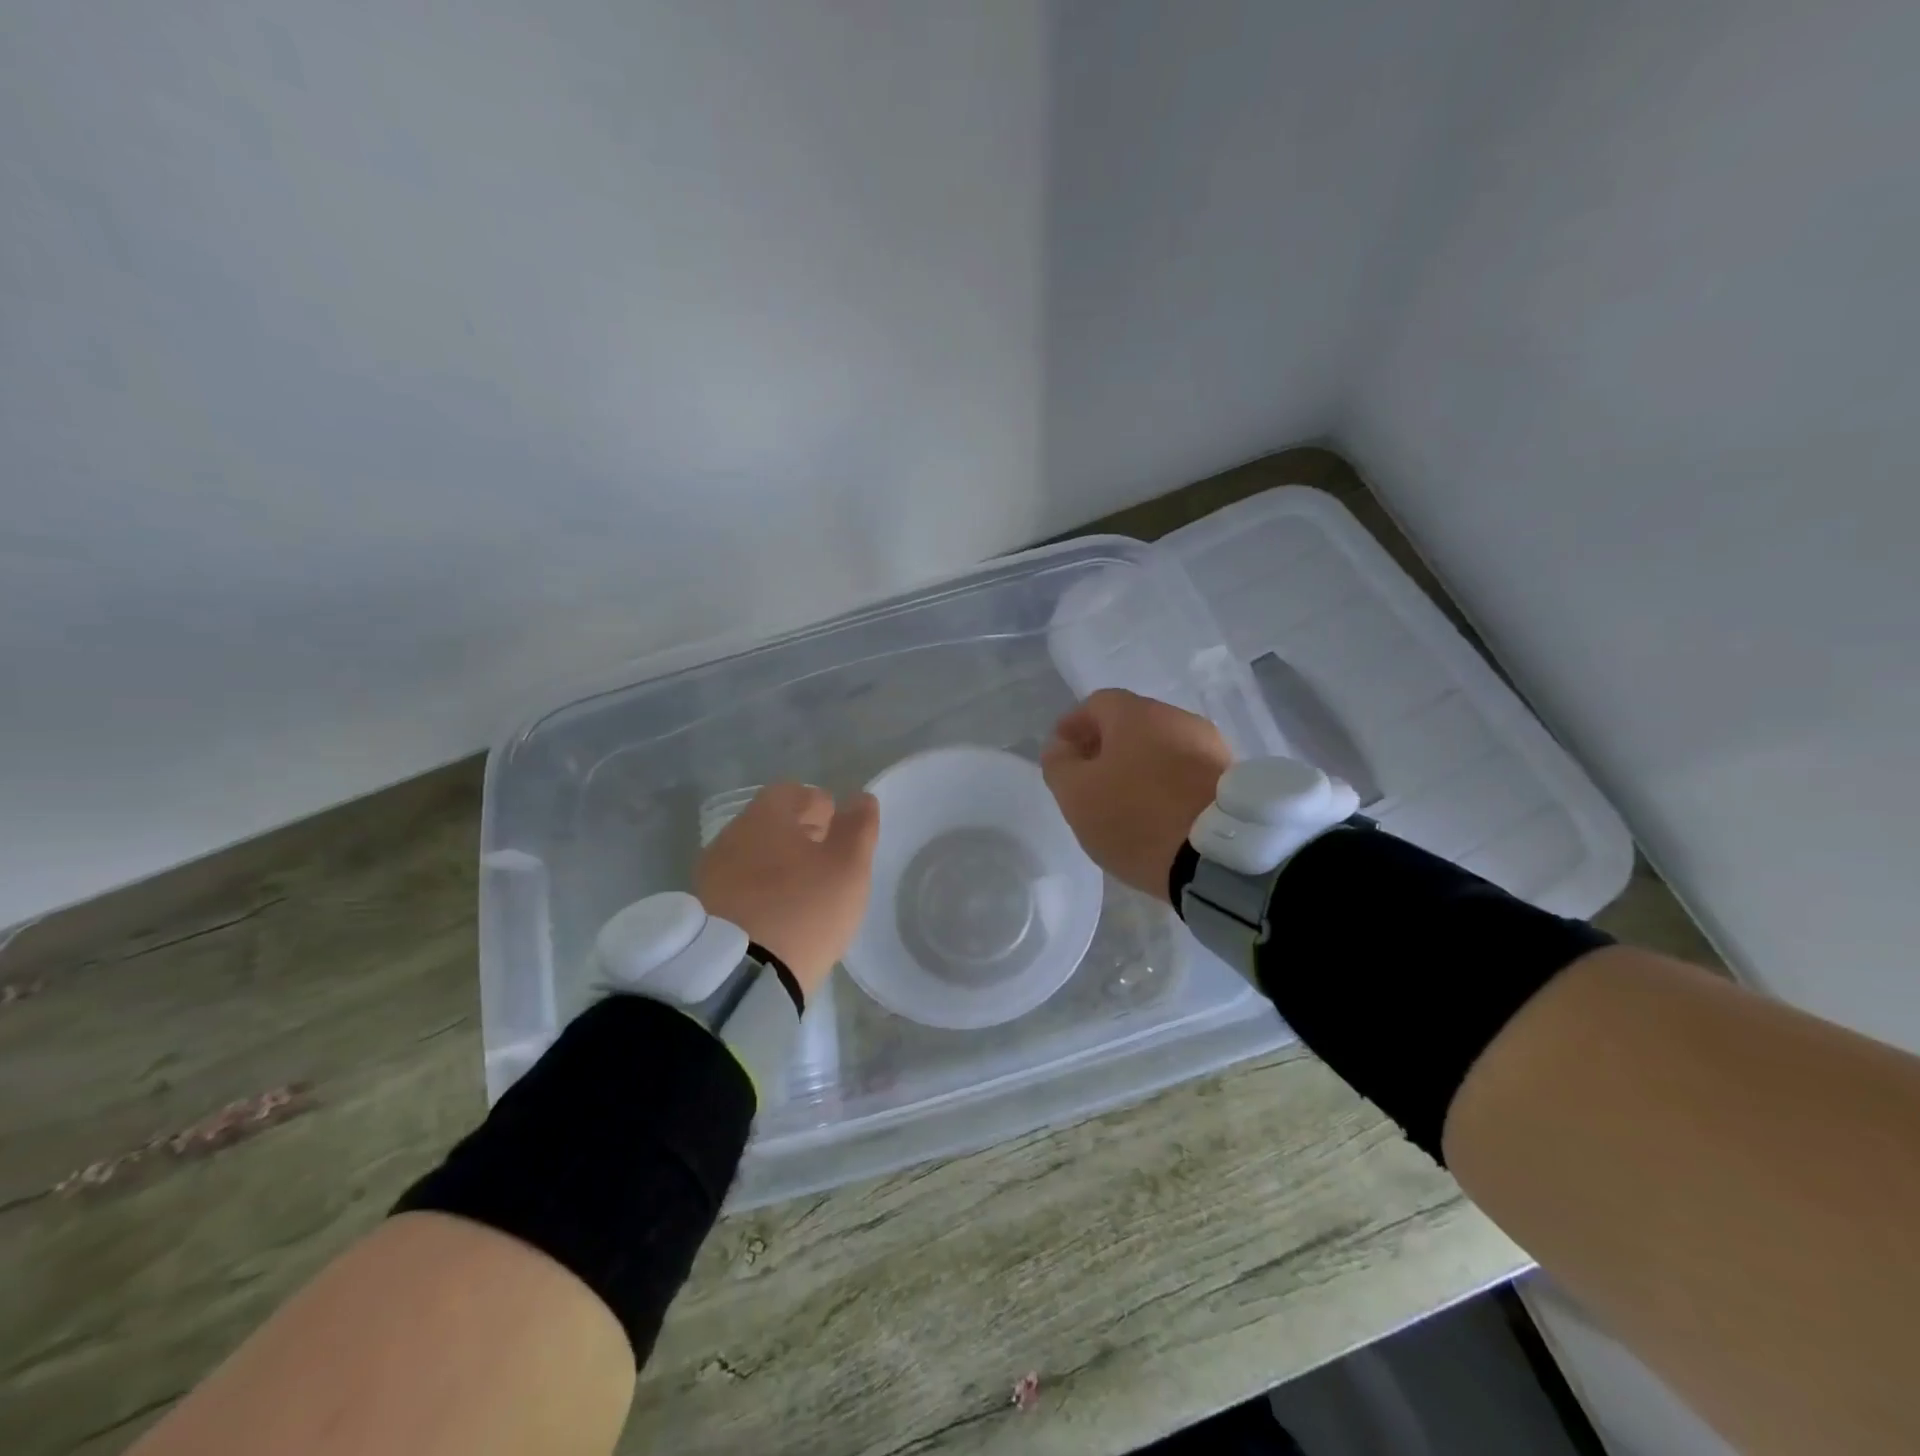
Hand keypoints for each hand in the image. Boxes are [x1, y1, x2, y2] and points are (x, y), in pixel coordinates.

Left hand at [694, 783, 879, 999]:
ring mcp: (712, 873)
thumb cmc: (804, 909)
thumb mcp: (849, 867)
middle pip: (770, 823)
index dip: (819, 806)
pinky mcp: (704, 909)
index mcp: (765, 816)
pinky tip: (779, 914)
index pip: (792, 792)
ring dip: (779, 864)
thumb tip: (861, 799)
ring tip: (805, 891)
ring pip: (753, 855)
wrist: (741, 976)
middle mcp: (732, 836)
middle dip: (799, 834)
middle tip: (827, 860)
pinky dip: (761, 890)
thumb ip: (859, 828)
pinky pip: (739, 886)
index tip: (838, 829)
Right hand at [1040, 689, 1232, 901]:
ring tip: (1124, 800)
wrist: (1218, 856)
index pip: (1095, 704)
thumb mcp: (1076, 794)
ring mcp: (1209, 745)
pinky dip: (1165, 782)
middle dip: (1106, 746)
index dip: (1073, 726)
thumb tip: (1060, 747)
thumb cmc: (1135, 817)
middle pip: (1131, 723)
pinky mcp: (1229, 776)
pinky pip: (1185, 770)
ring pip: (1161, 746)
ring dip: (1138, 765)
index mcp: (1136, 714)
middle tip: (1089, 780)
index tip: (1061, 755)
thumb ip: (1059, 764)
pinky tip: (1158, 811)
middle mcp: (1176, 717)